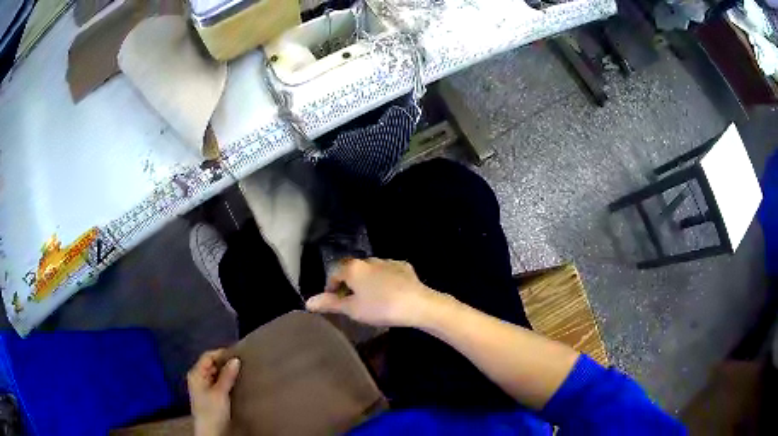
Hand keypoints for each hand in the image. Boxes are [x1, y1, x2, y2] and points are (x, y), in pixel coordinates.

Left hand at [187, 349, 239, 435]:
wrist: (211, 432)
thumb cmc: (212, 411)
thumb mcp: (221, 393)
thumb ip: (227, 376)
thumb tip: (236, 359)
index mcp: (196, 373)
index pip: (208, 356)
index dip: (222, 354)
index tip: (239, 355)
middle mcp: (197, 377)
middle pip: (211, 364)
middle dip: (225, 363)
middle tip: (242, 364)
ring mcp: (203, 386)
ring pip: (215, 373)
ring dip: (226, 372)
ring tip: (241, 372)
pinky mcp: (209, 395)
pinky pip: (218, 382)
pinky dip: (226, 380)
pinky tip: (236, 382)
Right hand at [305, 258, 439, 326]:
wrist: (417, 304)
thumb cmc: (380, 307)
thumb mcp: (352, 309)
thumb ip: (330, 304)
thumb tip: (308, 301)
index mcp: (353, 268)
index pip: (334, 272)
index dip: (330, 287)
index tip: (334, 301)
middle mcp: (369, 260)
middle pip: (352, 270)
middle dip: (348, 284)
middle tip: (351, 302)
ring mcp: (388, 261)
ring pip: (370, 270)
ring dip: (366, 281)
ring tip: (370, 299)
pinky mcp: (404, 267)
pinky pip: (387, 272)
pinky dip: (383, 280)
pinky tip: (389, 294)